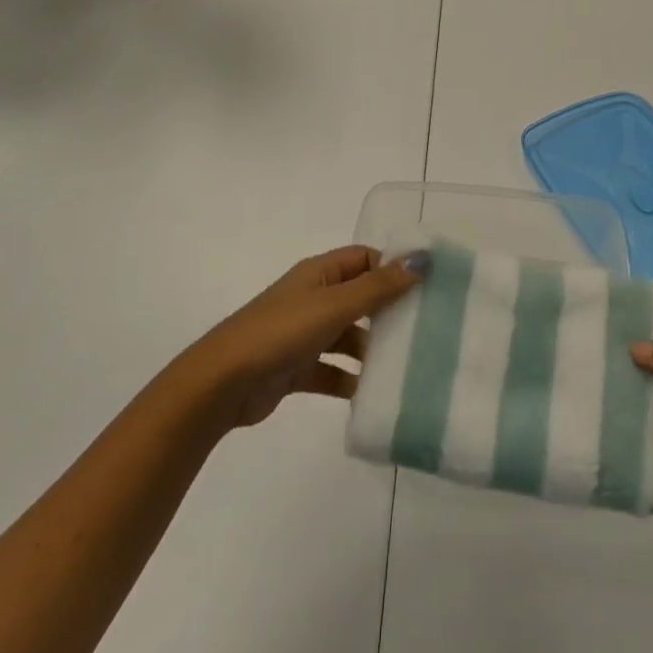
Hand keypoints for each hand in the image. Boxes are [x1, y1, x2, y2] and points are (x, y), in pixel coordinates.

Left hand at [168, 245, 428, 431]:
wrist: (223, 383)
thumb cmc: (281, 332)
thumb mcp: (333, 305)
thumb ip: (378, 287)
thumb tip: (421, 259)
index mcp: (318, 274)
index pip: (364, 259)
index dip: (393, 267)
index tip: (429, 285)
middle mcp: (313, 298)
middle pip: (360, 298)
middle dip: (389, 311)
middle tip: (428, 327)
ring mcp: (304, 334)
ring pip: (349, 336)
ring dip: (373, 350)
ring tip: (407, 365)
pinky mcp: (298, 368)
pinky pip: (334, 371)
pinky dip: (351, 380)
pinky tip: (374, 394)